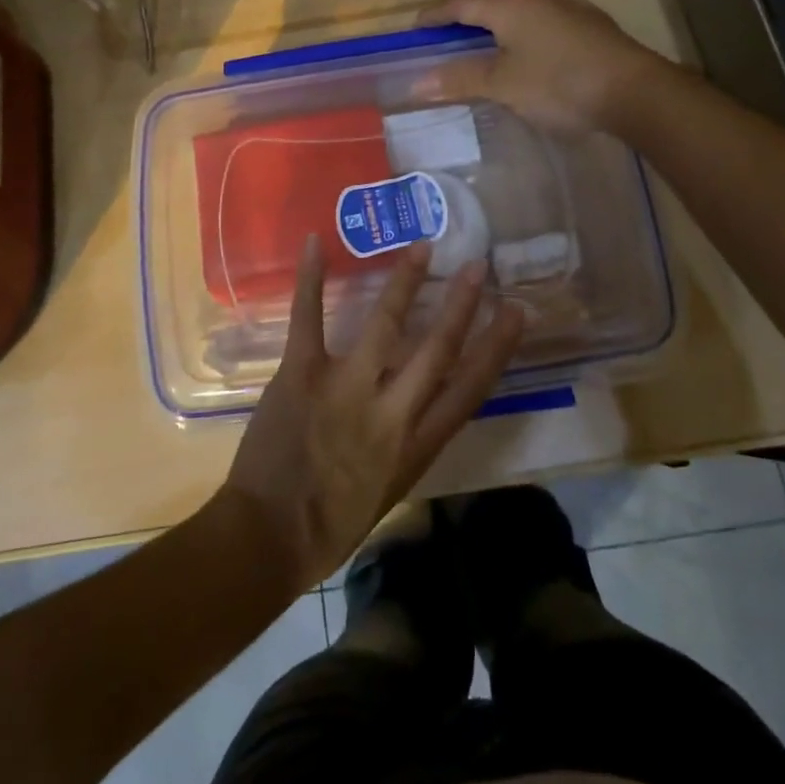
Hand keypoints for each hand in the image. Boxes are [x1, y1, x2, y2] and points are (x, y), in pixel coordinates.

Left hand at [222, 237, 522, 589]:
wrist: (268, 540)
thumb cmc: (332, 524)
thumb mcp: (390, 487)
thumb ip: (408, 439)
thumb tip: (419, 399)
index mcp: (415, 445)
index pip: (469, 389)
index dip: (496, 347)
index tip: (516, 312)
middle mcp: (390, 411)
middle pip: (436, 349)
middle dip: (461, 305)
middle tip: (479, 265)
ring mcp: (345, 388)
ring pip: (384, 324)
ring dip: (405, 282)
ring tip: (422, 247)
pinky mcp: (302, 374)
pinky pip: (308, 318)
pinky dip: (310, 279)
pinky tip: (315, 243)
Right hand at [425, 0, 664, 133]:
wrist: (634, 91)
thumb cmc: (559, 84)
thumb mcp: (502, 85)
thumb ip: (459, 79)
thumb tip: (416, 83)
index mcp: (508, 3)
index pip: (459, 2)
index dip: (434, 15)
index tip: (414, 29)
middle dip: (460, 15)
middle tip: (441, 37)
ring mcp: (564, 6)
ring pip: (515, 7)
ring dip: (490, 22)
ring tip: (477, 43)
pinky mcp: (585, 22)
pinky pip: (536, 18)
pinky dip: (516, 30)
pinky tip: (521, 49)